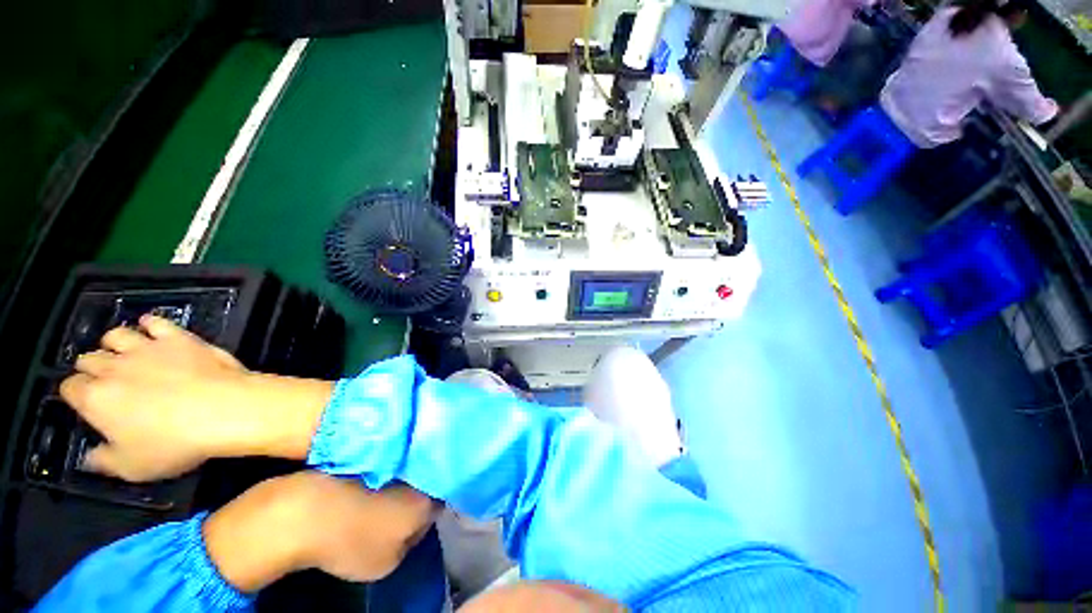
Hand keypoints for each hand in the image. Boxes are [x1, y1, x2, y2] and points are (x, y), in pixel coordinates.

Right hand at [60, 315, 332, 481]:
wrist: (226, 410)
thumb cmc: (176, 444)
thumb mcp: (132, 467)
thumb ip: (104, 460)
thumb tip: (92, 456)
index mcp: (96, 399)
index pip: (70, 388)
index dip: (75, 394)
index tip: (83, 401)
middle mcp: (115, 367)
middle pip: (90, 359)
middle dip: (92, 368)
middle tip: (106, 380)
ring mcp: (148, 348)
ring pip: (116, 335)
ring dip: (115, 344)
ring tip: (123, 354)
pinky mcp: (179, 338)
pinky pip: (156, 322)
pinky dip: (150, 323)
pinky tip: (152, 328)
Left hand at [203, 471, 439, 591]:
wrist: (306, 510)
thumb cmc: (350, 542)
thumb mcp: (386, 563)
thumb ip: (411, 542)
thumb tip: (415, 525)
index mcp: (427, 499)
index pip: (444, 502)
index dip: (435, 510)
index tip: (424, 517)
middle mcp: (418, 472)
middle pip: (428, 481)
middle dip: (422, 490)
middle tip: (406, 506)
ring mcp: (396, 458)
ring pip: (409, 469)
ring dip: (403, 480)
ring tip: (387, 496)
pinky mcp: (374, 453)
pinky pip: (390, 462)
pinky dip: (385, 473)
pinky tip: (370, 485)